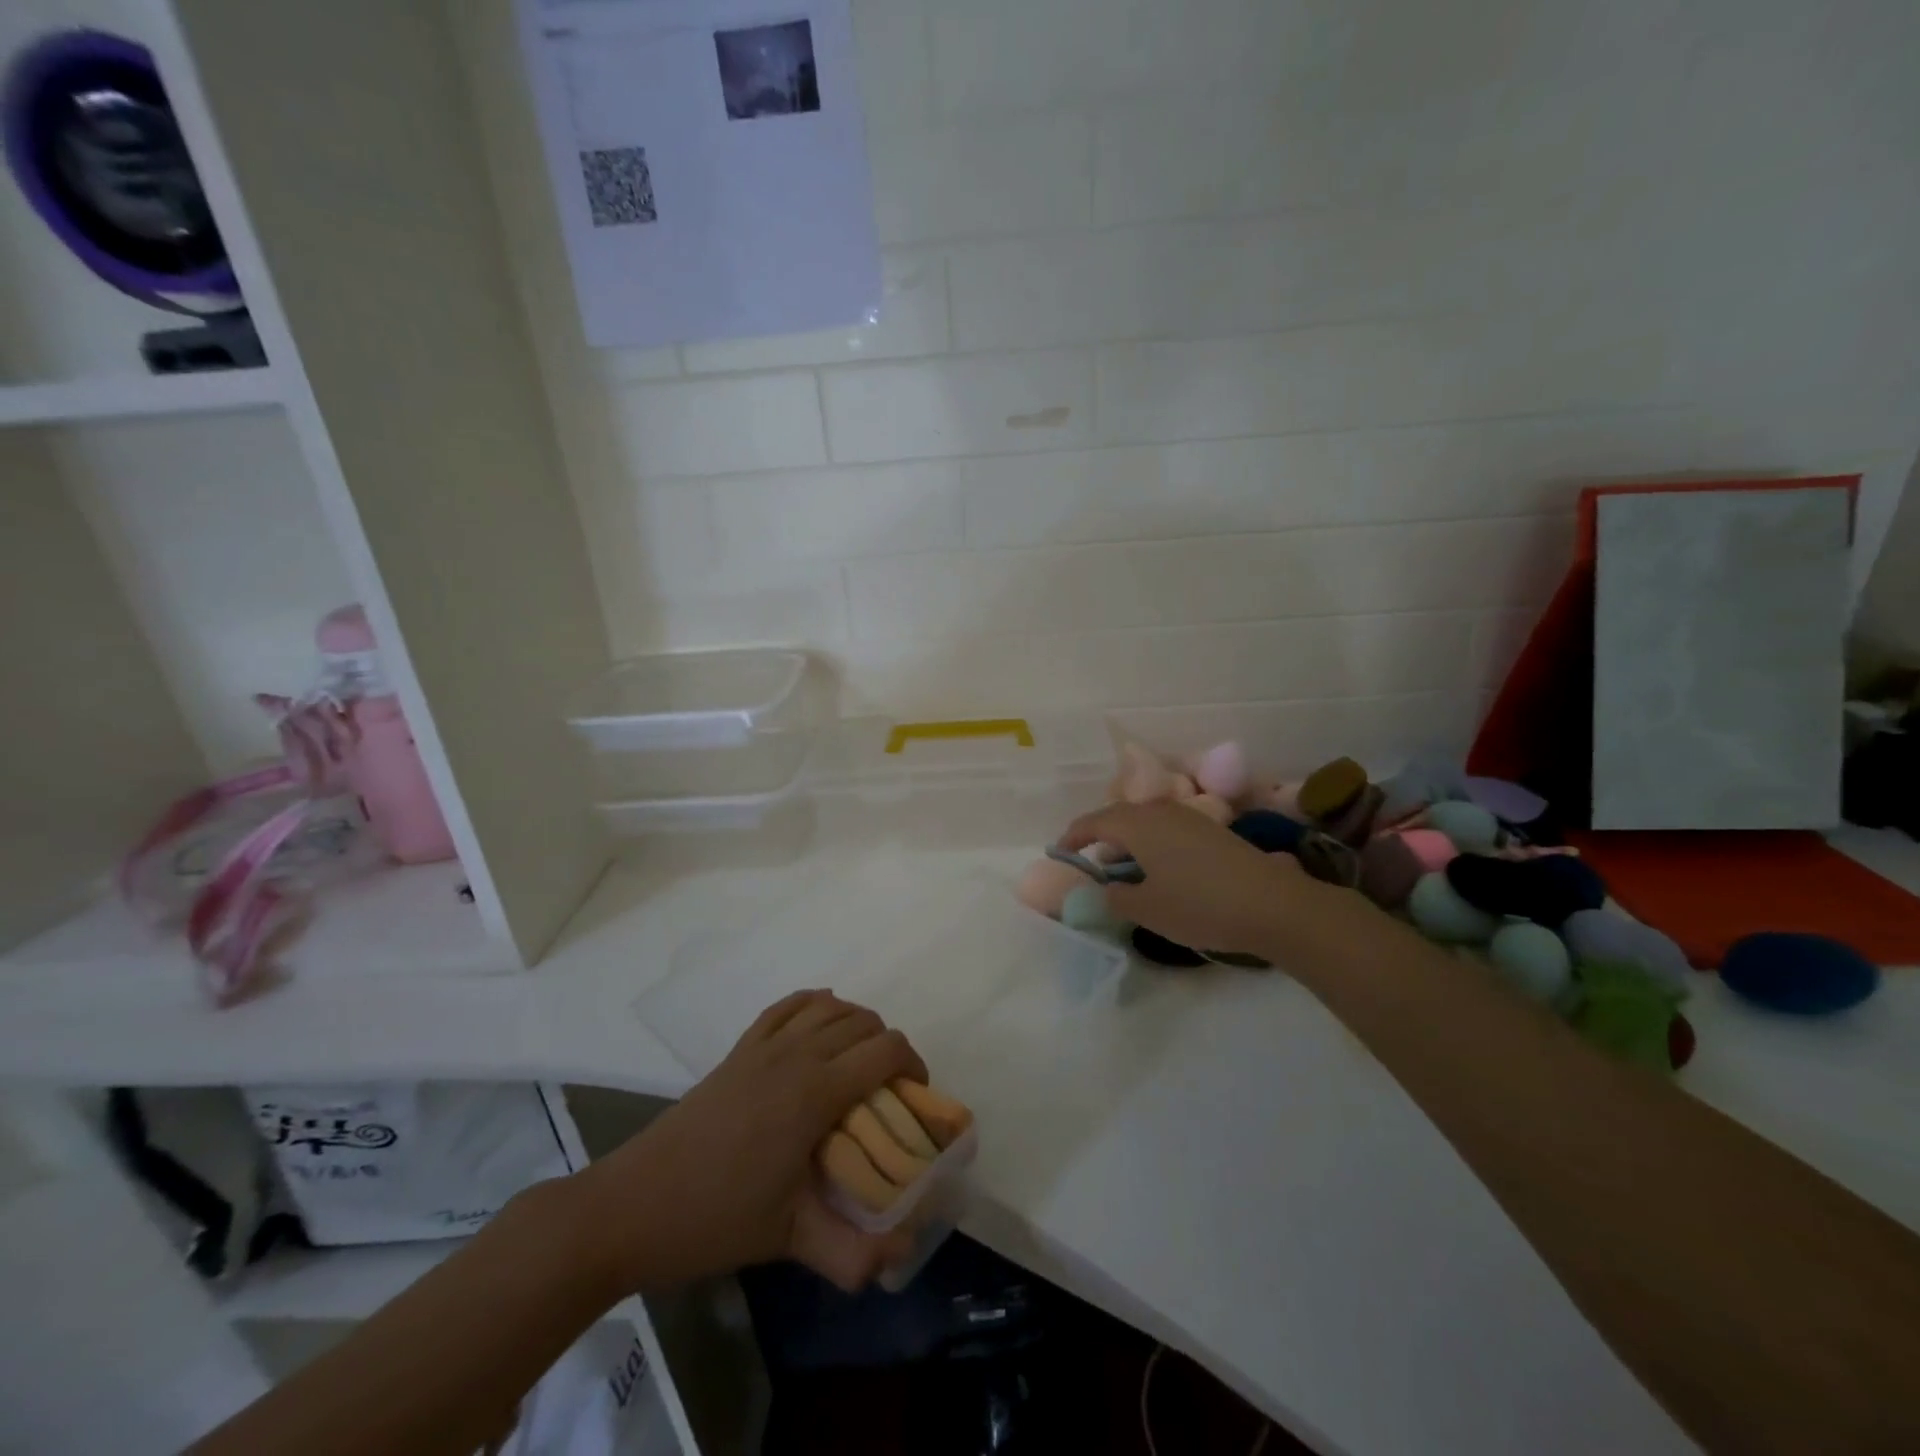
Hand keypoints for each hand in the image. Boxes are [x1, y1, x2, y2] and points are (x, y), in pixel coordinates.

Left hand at [576, 991, 926, 1293]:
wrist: (633, 1206)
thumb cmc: (716, 1218)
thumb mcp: (790, 1240)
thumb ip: (852, 1253)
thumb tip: (901, 1259)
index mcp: (816, 1092)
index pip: (885, 1050)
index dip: (913, 1064)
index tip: (914, 1098)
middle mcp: (796, 1054)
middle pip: (863, 1023)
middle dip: (888, 1047)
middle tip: (888, 1092)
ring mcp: (764, 1045)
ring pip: (829, 1006)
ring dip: (856, 1023)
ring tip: (858, 1062)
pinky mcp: (739, 1048)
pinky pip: (787, 1006)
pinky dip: (814, 1004)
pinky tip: (818, 1026)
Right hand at [1061, 801, 1312, 957]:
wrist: (1273, 905)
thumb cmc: (1200, 905)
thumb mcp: (1148, 909)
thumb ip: (1116, 897)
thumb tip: (1107, 887)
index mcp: (1138, 824)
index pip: (1094, 821)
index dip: (1073, 836)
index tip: (1060, 852)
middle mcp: (1161, 812)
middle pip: (1120, 815)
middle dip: (1100, 835)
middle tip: (1090, 859)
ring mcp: (1190, 818)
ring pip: (1146, 820)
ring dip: (1128, 838)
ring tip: (1123, 866)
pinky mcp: (1212, 831)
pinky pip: (1167, 828)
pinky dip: (1152, 842)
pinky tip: (1159, 868)